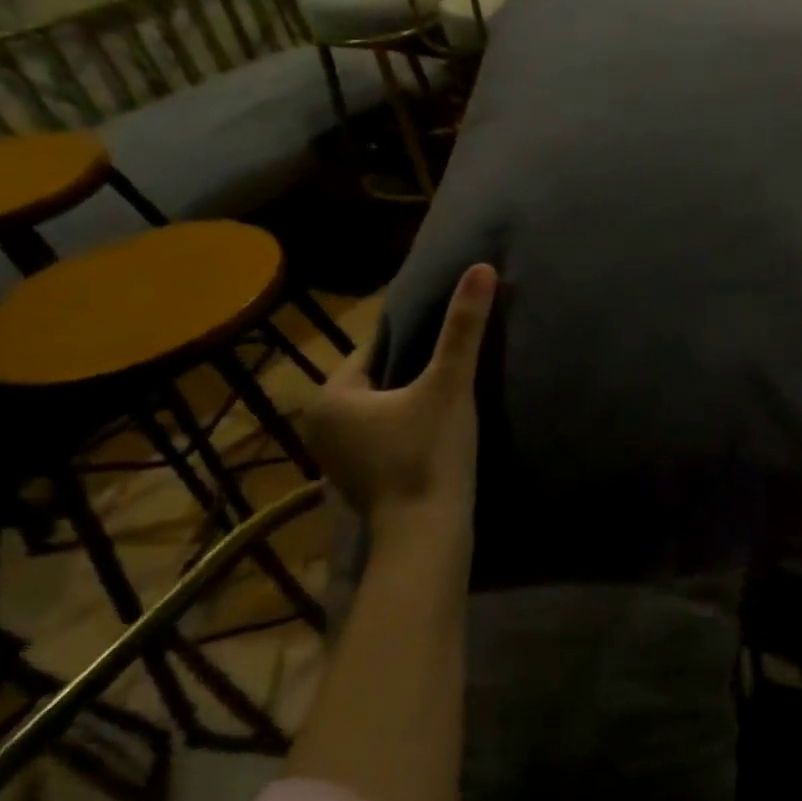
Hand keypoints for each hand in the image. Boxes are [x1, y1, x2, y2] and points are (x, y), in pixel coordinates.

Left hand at [302, 265, 496, 534]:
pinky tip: (437, 429)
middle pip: (377, 378)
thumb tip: (481, 268)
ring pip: (380, 408)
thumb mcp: (450, 384)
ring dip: (409, 399)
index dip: (415, 337)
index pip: (374, 347)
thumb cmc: (429, 453)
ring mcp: (335, 456)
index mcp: (331, 395)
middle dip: (411, 368)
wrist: (426, 533)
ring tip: (452, 392)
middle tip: (455, 362)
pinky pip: (382, 435)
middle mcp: (320, 423)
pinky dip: (405, 427)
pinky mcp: (357, 479)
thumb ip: (464, 328)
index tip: (449, 333)